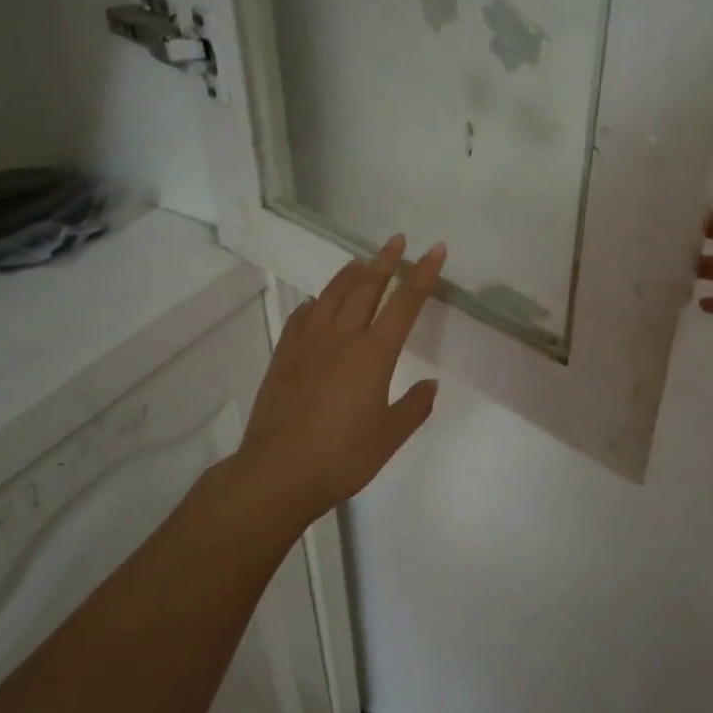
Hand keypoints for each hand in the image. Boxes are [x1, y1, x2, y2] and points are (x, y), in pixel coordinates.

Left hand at [232, 235, 446, 525]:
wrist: (278, 472)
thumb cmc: (343, 456)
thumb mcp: (390, 436)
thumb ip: (415, 406)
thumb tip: (430, 384)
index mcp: (374, 353)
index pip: (405, 303)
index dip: (422, 274)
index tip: (434, 250)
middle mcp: (342, 338)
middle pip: (366, 287)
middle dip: (385, 260)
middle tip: (397, 240)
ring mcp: (308, 344)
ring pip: (332, 295)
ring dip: (350, 273)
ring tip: (361, 260)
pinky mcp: (284, 356)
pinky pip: (301, 317)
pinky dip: (314, 303)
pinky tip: (316, 302)